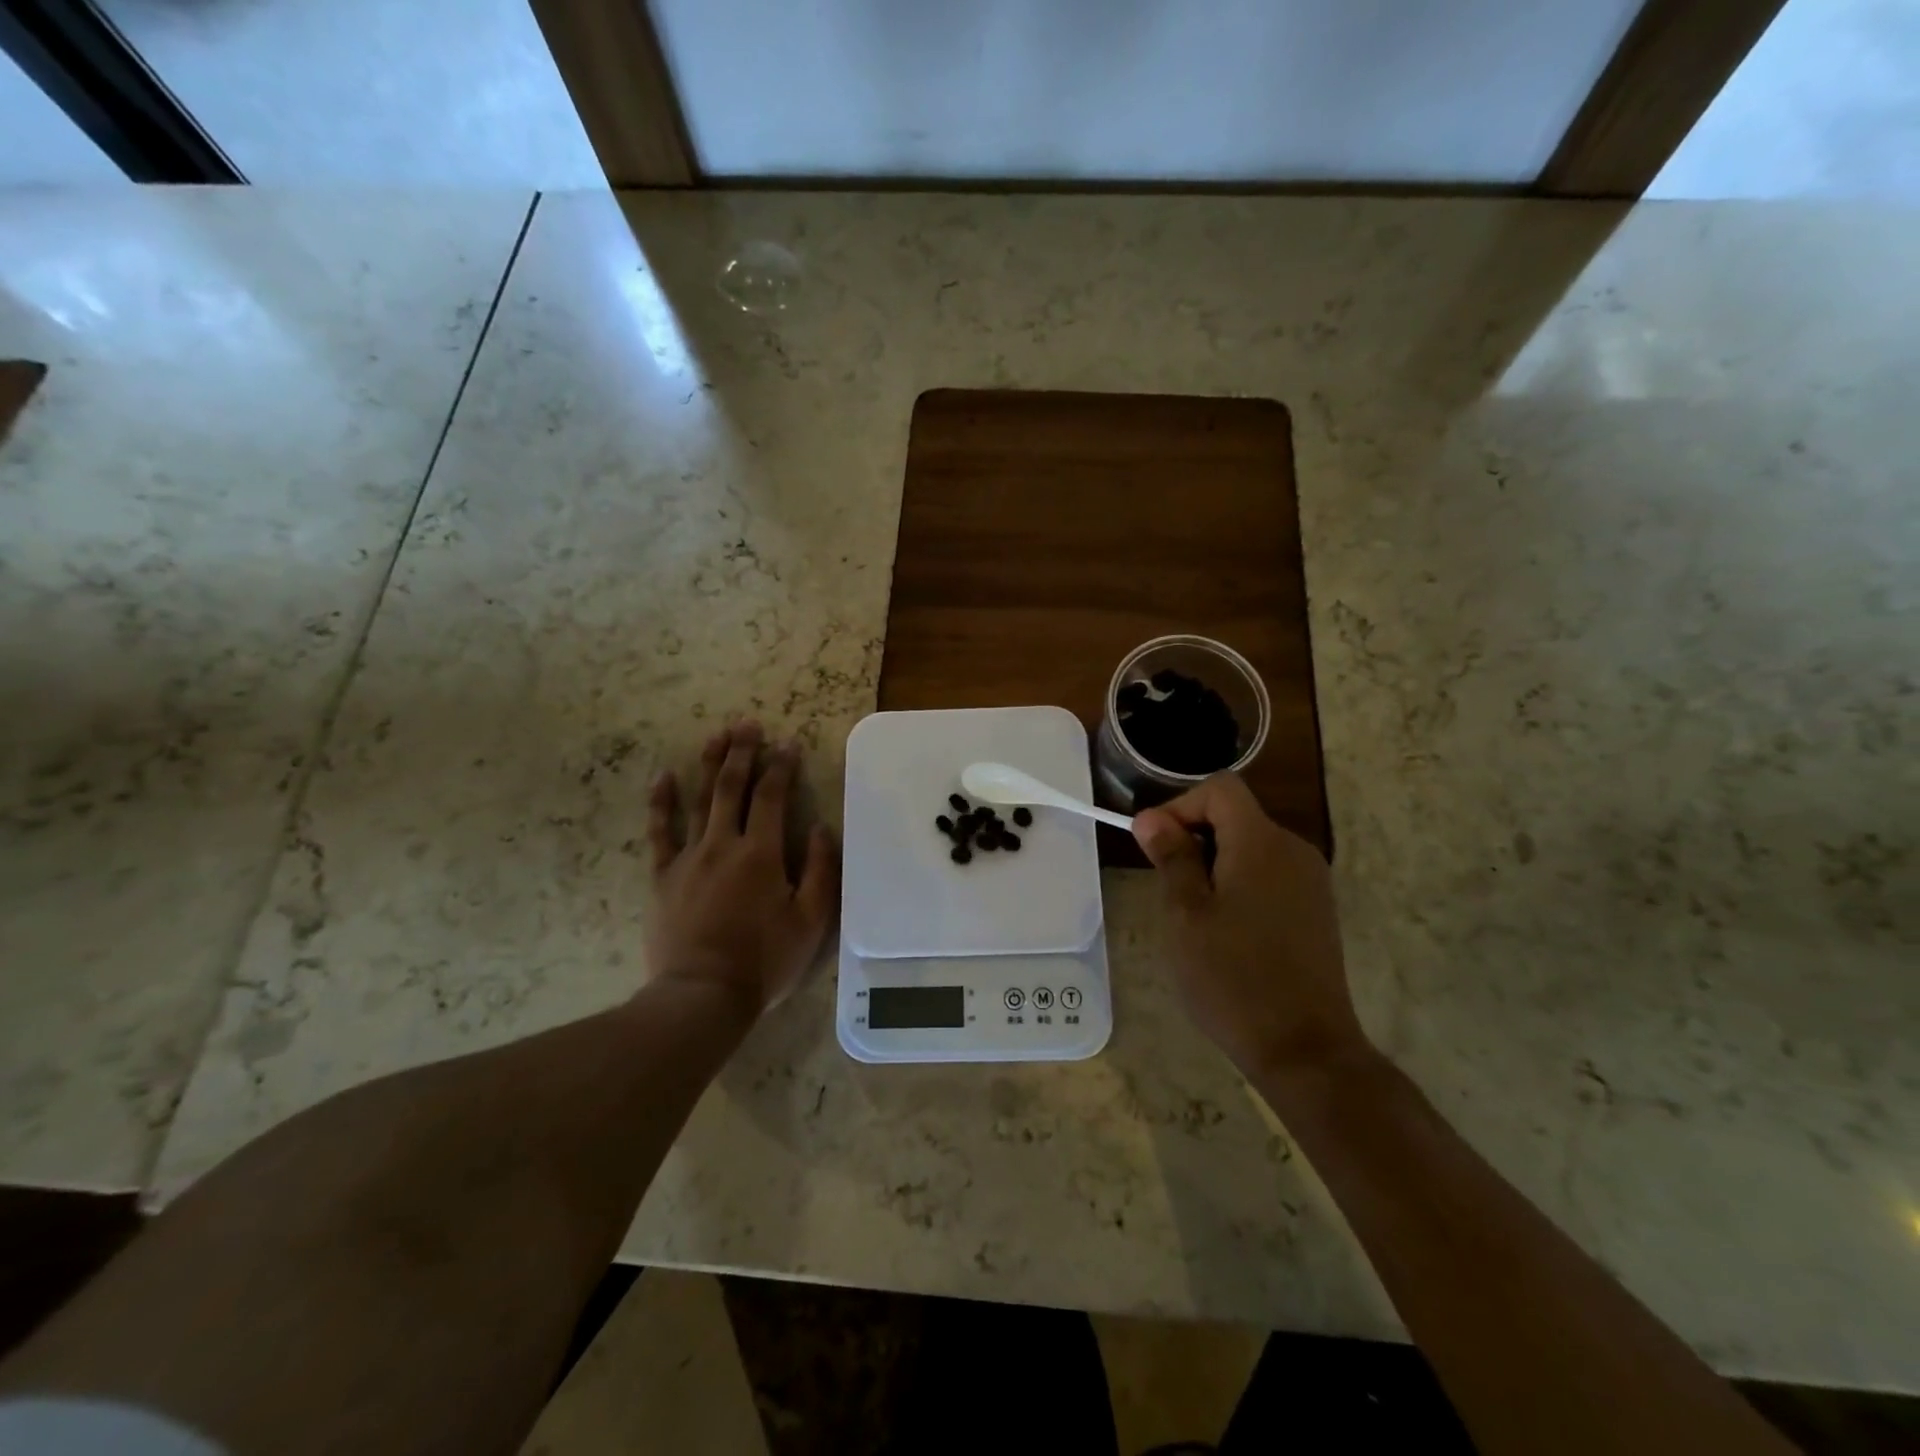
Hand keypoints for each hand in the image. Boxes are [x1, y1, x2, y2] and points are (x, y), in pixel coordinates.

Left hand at [645, 721, 838, 1016]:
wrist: (702, 995)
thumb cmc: (764, 960)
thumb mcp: (811, 921)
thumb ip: (821, 871)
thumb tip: (821, 829)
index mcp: (762, 853)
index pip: (773, 797)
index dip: (782, 767)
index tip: (788, 744)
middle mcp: (724, 844)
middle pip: (733, 787)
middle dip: (742, 752)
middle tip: (748, 724)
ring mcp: (688, 858)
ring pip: (699, 800)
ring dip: (709, 765)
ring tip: (716, 735)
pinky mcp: (662, 876)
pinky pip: (660, 832)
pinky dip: (661, 803)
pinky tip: (663, 777)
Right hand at [1132, 774, 1366, 1078]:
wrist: (1304, 1048)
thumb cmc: (1233, 977)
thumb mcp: (1186, 914)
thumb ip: (1171, 858)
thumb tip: (1151, 818)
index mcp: (1262, 843)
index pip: (1219, 789)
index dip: (1180, 806)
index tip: (1154, 846)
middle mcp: (1294, 850)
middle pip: (1236, 816)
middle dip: (1194, 839)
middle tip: (1168, 888)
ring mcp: (1311, 881)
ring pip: (1250, 847)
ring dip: (1214, 865)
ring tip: (1194, 915)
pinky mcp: (1317, 910)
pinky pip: (1270, 874)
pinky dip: (1240, 884)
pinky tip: (1227, 932)